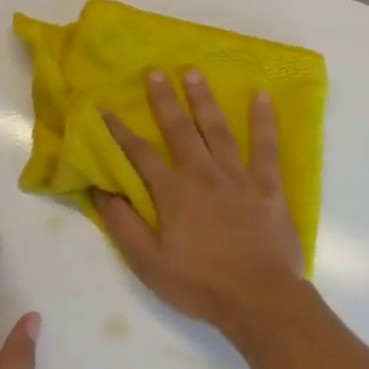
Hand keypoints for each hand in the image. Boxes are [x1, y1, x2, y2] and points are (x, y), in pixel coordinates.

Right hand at [93, 70, 305, 342]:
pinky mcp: (268, 184)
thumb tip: (100, 189)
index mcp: (173, 192)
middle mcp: (203, 173)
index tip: (105, 108)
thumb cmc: (200, 284)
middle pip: (179, 129)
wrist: (259, 297)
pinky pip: (266, 146)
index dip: (119, 131)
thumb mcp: (148, 262)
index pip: (139, 154)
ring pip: (218, 128)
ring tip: (194, 72)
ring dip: (204, 99)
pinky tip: (261, 96)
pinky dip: (263, 120)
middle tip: (154, 71)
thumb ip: (123, 224)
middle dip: (164, 99)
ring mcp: (238, 176)